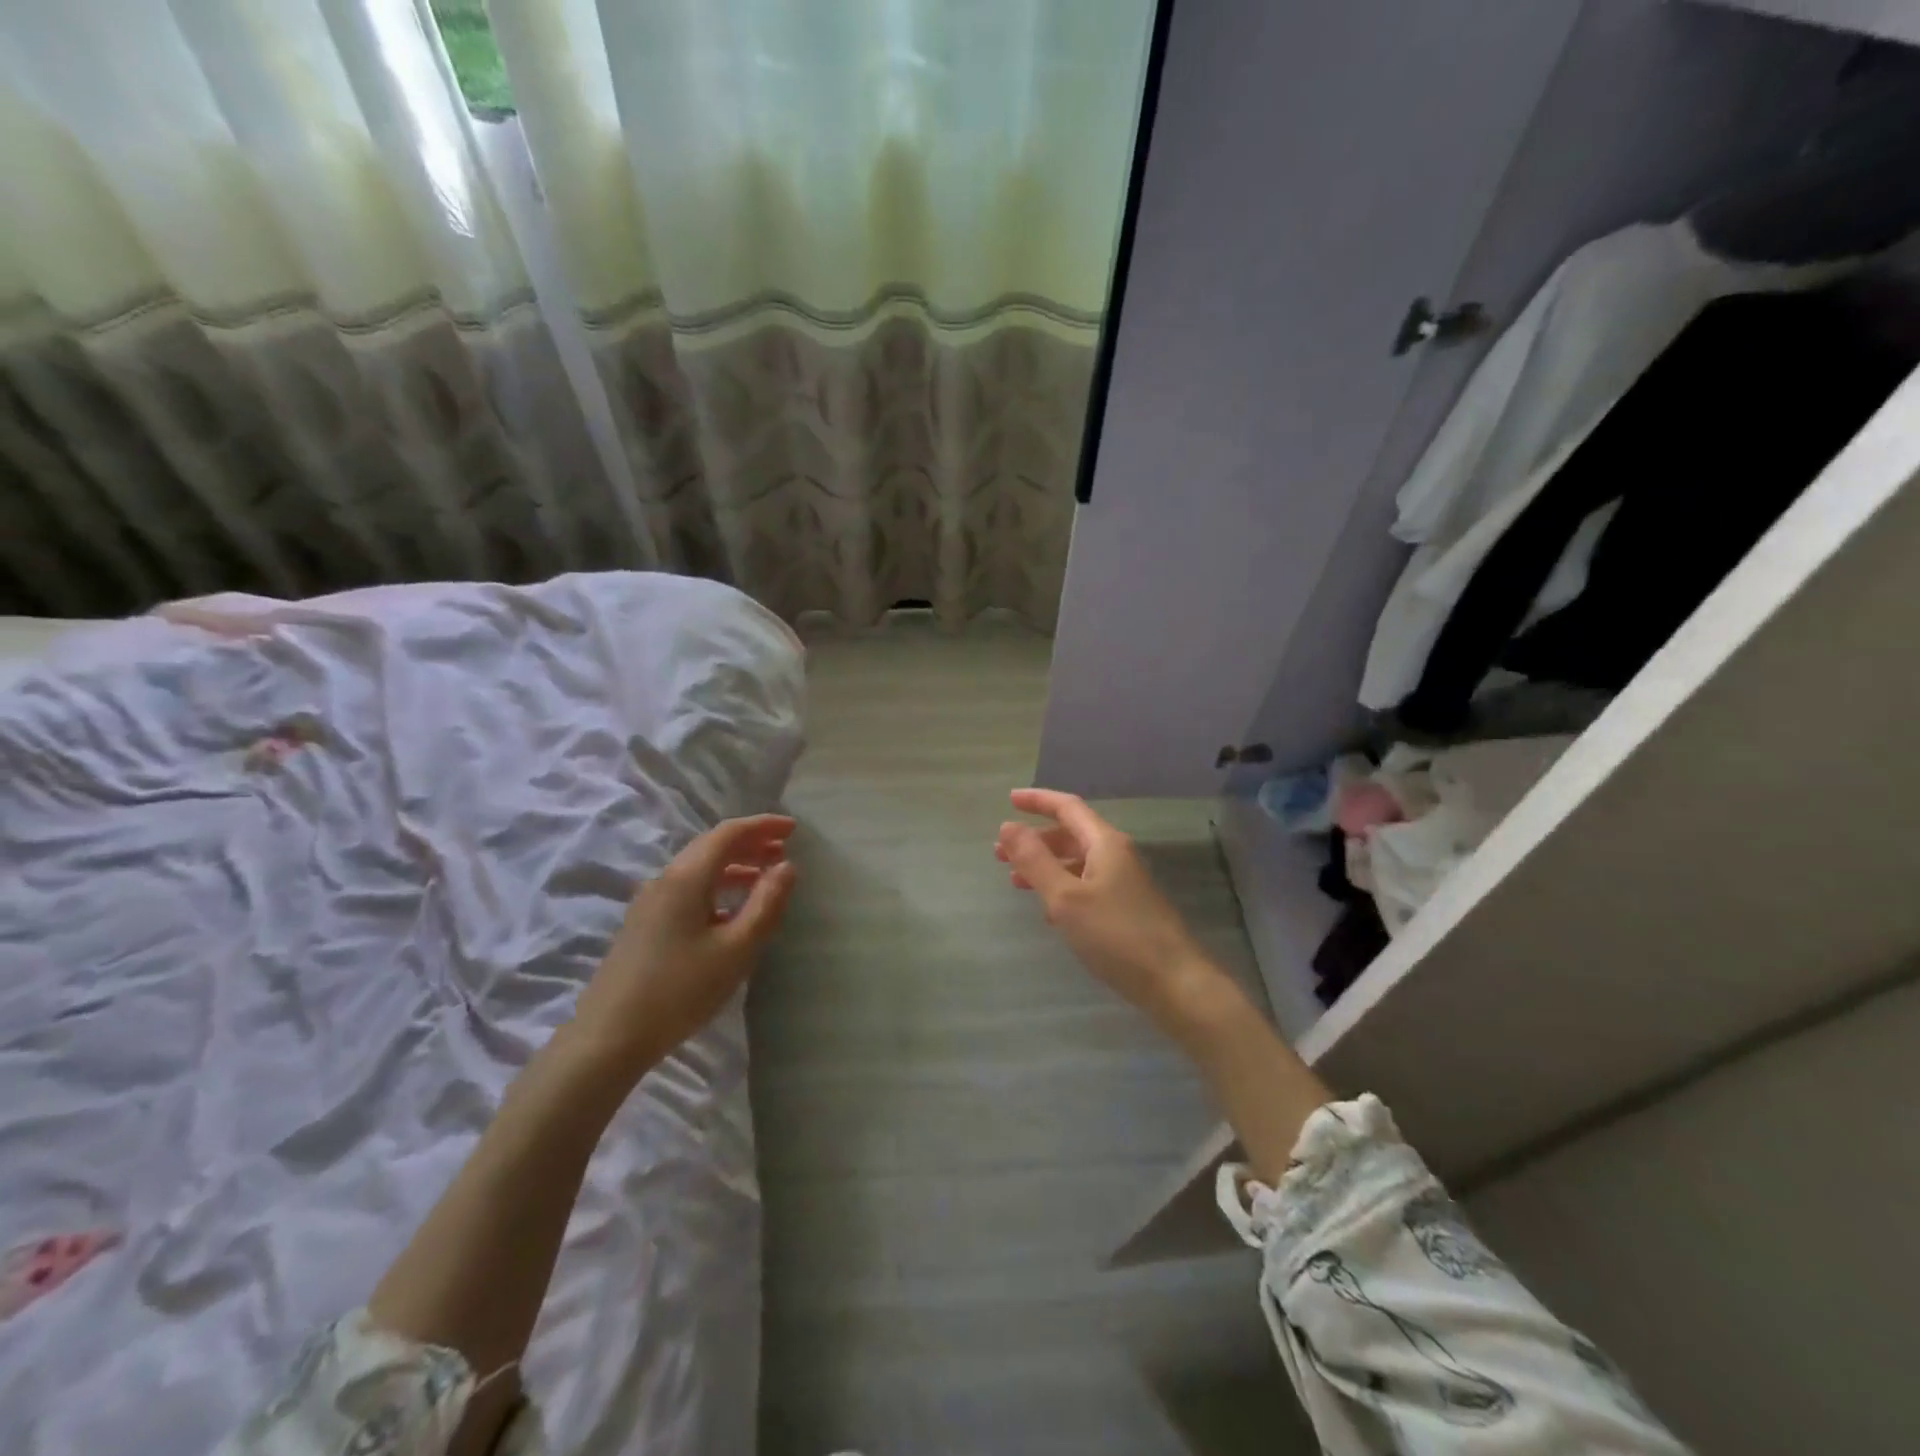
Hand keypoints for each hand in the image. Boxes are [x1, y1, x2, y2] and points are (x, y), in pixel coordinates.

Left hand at [568, 814, 797, 1082]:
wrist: (608, 1037)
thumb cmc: (680, 990)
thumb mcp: (736, 949)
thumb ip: (766, 904)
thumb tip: (787, 867)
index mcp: (686, 878)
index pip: (728, 834)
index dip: (763, 826)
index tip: (793, 829)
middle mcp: (665, 880)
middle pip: (711, 846)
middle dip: (750, 843)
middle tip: (784, 850)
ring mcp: (649, 903)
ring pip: (698, 869)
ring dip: (734, 866)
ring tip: (765, 878)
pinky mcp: (644, 925)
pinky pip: (687, 889)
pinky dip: (717, 886)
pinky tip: (731, 911)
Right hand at [996, 789, 1225, 1031]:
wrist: (1174, 982)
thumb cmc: (1116, 935)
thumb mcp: (1065, 898)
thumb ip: (1035, 861)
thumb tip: (1008, 827)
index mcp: (1104, 843)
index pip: (1068, 808)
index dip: (1038, 801)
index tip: (1009, 800)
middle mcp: (1116, 856)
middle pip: (1071, 835)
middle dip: (1035, 840)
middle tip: (1000, 853)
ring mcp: (1123, 883)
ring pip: (1077, 862)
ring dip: (1046, 866)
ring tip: (1015, 881)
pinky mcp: (1126, 909)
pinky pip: (1086, 885)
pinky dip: (1062, 888)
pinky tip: (1048, 910)